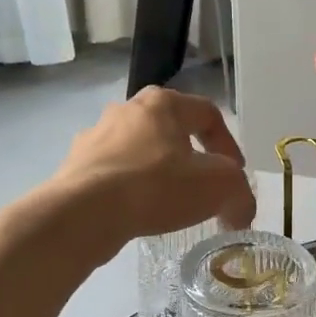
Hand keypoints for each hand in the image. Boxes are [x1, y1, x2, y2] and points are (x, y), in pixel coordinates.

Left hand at [48, 88, 255, 249]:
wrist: (83, 213)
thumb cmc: (157, 187)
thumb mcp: (219, 187)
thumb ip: (240, 194)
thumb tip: (240, 211)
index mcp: (163, 103)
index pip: (208, 114)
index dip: (229, 145)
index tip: (235, 175)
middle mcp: (126, 109)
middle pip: (171, 130)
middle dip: (192, 158)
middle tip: (204, 186)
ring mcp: (95, 137)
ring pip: (140, 151)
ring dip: (159, 173)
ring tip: (169, 204)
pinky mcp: (75, 166)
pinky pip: (114, 174)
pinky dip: (131, 191)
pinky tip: (137, 214)